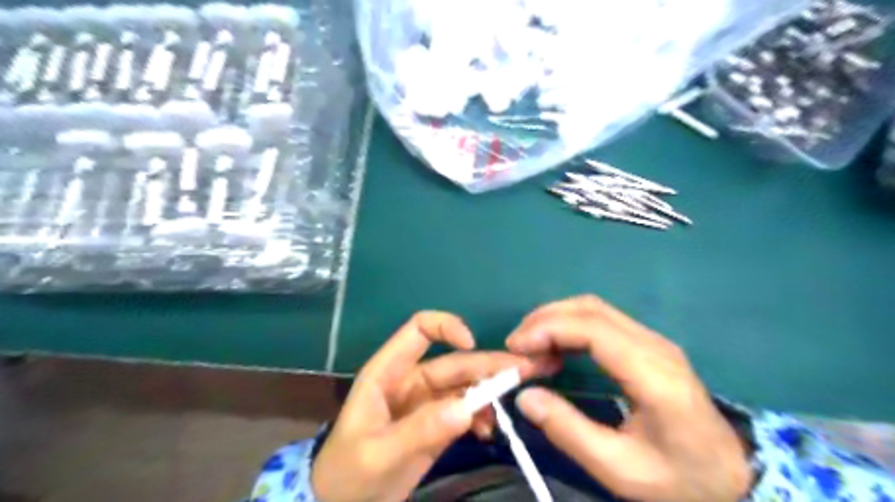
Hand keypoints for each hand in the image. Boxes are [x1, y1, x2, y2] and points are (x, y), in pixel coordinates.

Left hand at [311, 310, 556, 500]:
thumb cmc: (347, 475)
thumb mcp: (379, 454)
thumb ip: (421, 430)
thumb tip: (468, 408)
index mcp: (388, 372)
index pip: (419, 330)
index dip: (447, 327)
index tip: (472, 344)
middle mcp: (410, 380)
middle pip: (454, 361)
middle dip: (488, 364)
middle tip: (525, 370)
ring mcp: (426, 403)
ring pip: (464, 386)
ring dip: (489, 393)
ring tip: (508, 408)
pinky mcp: (436, 425)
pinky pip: (465, 412)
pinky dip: (480, 417)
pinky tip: (488, 431)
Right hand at [506, 297, 748, 501]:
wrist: (732, 478)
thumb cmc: (678, 478)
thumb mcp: (618, 468)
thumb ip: (569, 431)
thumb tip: (524, 396)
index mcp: (653, 375)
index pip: (593, 329)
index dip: (549, 329)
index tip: (516, 346)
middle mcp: (655, 346)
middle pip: (591, 309)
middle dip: (546, 318)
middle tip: (517, 344)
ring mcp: (654, 341)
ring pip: (595, 309)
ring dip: (556, 318)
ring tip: (530, 344)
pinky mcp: (649, 345)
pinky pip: (602, 320)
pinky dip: (570, 325)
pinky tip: (556, 346)